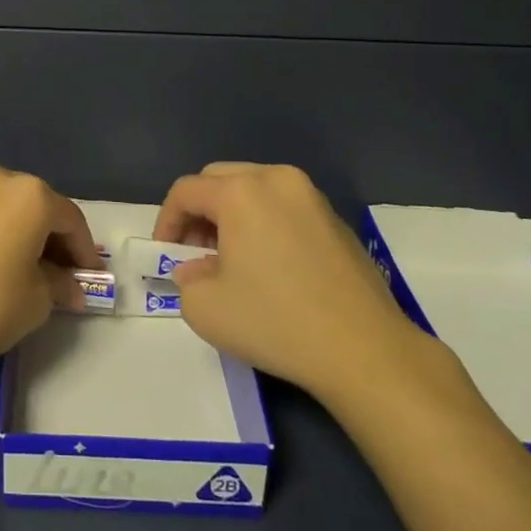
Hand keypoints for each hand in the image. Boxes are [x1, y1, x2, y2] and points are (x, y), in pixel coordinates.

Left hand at [0, 160, 99, 377]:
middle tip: (56, 271)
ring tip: (14, 265)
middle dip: (48, 236)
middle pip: (33, 204)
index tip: (88, 277)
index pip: (70, 219)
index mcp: (28, 195)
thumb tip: (68, 285)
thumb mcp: (37, 301)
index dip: (84, 250)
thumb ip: (60, 284)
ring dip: (12, 230)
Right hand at [157, 162, 428, 394]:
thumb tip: (197, 270)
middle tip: (194, 252)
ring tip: (230, 259)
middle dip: (199, 212)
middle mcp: (276, 180)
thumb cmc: (276, 322)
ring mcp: (311, 197)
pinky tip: (269, 266)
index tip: (164, 254)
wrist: (365, 351)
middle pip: (219, 179)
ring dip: (231, 214)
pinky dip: (264, 223)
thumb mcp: (206, 309)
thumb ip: (186, 280)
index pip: (186, 191)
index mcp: (241, 192)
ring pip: (254, 188)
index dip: (166, 221)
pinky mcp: (336, 220)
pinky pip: (284, 207)